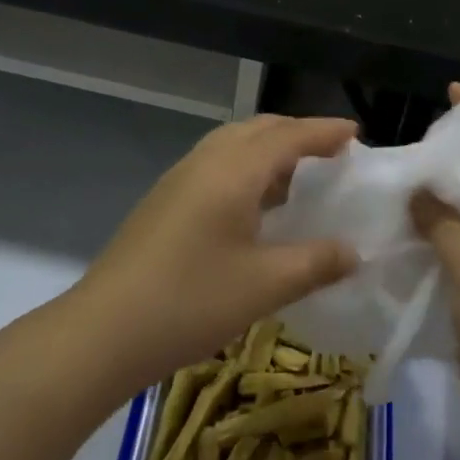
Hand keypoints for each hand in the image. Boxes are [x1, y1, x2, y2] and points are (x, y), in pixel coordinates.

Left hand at [74, 116, 359, 388]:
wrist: (103, 330)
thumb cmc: (191, 301)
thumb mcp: (264, 286)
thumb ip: (315, 263)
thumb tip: (355, 252)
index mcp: (234, 170)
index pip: (289, 136)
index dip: (324, 131)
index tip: (355, 132)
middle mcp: (206, 161)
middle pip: (259, 129)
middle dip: (297, 133)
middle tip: (331, 153)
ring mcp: (180, 178)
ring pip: (233, 144)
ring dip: (268, 149)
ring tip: (297, 178)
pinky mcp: (164, 199)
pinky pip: (216, 164)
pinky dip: (245, 167)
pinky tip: (253, 205)